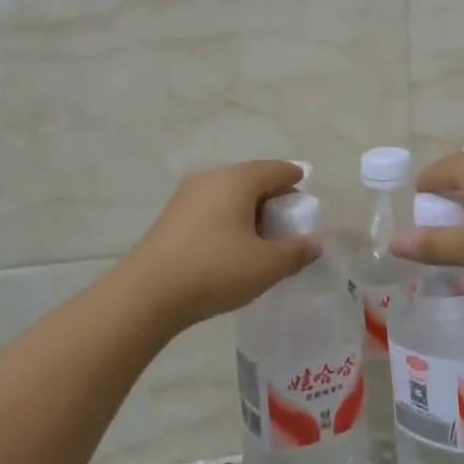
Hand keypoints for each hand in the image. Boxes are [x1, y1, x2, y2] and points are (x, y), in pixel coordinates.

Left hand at [118, 160, 320, 332]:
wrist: (147, 294)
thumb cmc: (215, 270)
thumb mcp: (267, 265)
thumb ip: (297, 252)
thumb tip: (316, 242)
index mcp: (237, 180)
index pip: (274, 169)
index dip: (294, 178)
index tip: (305, 189)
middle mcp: (210, 178)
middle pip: (250, 179)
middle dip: (272, 196)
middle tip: (287, 220)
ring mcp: (186, 196)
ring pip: (228, 194)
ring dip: (248, 209)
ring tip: (261, 237)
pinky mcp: (170, 218)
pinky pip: (210, 208)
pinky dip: (227, 219)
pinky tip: (231, 245)